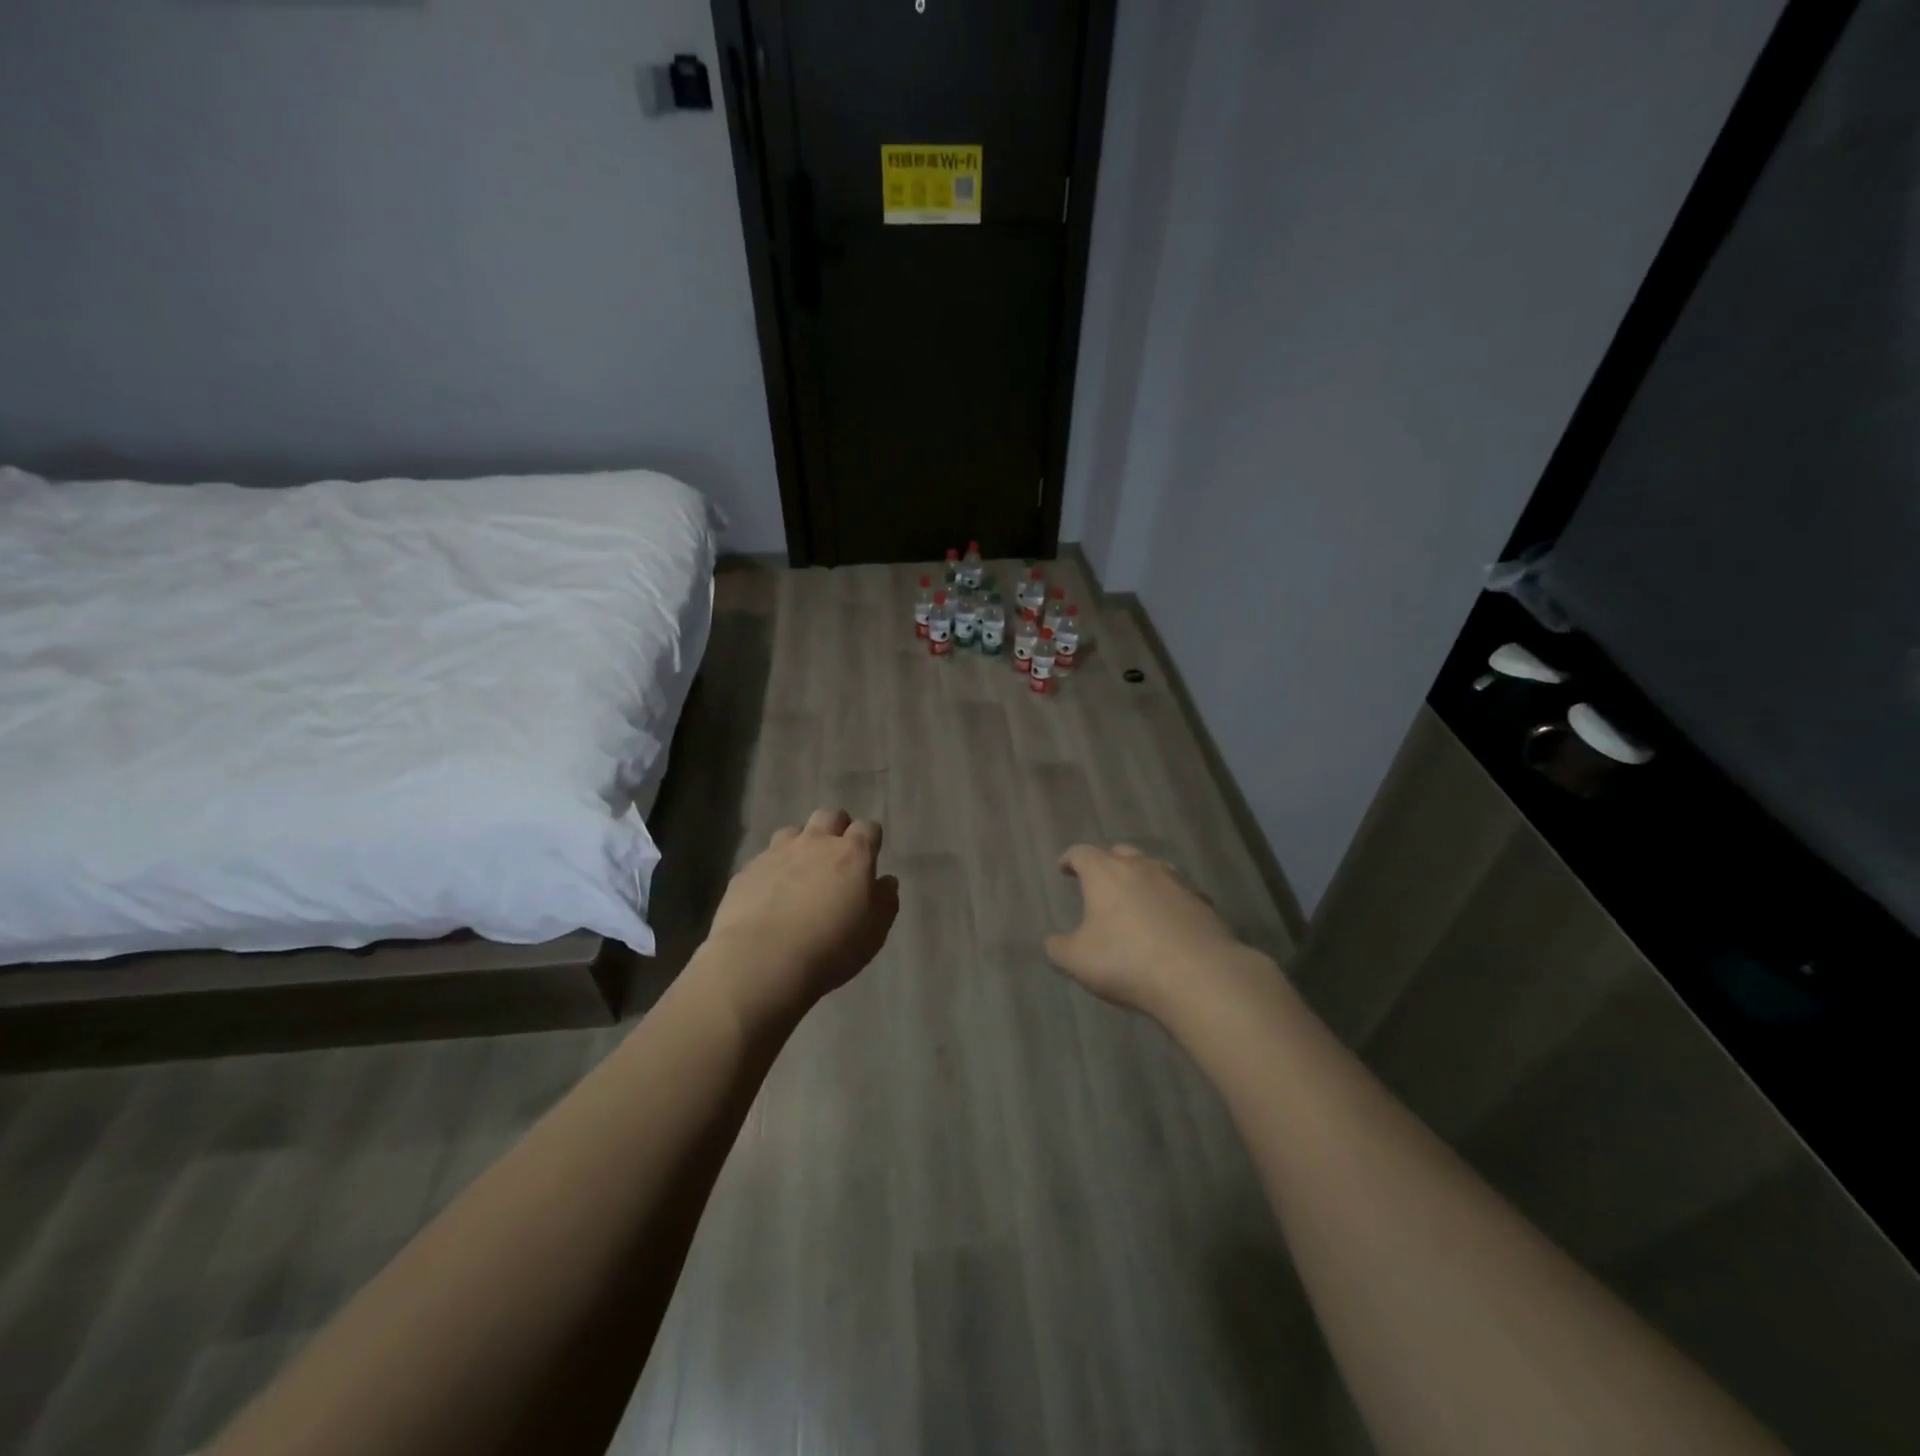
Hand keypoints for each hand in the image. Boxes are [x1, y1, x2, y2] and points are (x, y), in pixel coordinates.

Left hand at [702, 809, 899, 1019]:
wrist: (762, 961)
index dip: (871, 839)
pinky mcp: (748, 870)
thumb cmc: (831, 948)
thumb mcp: (874, 933)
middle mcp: (815, 843)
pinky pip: (764, 858)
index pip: (868, 828)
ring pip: (793, 831)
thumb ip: (885, 901)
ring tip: (800, 872)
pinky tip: (770, 894)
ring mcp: (777, 852)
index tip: (870, 856)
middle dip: (836, 829)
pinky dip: (772, 869)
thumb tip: (886, 881)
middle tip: (837, 857)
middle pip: (829, 816)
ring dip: (801, 844)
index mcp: (852, 854)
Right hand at [1044, 844, 1260, 1020]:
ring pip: (1154, 868)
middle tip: (1099, 882)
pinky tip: (1168, 920)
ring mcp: (1177, 882)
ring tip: (1135, 898)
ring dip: (1141, 879)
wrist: (1200, 976)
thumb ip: (1058, 948)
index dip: (1070, 859)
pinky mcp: (1204, 903)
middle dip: (1107, 863)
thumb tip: (1053, 941)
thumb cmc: (1127, 961)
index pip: (1081, 853)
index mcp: (1105, 873)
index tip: (1064, 867)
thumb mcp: (1077, 961)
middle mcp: (1141, 867)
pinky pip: (1179, 893)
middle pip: (1120, 853)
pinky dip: (1168, 900)